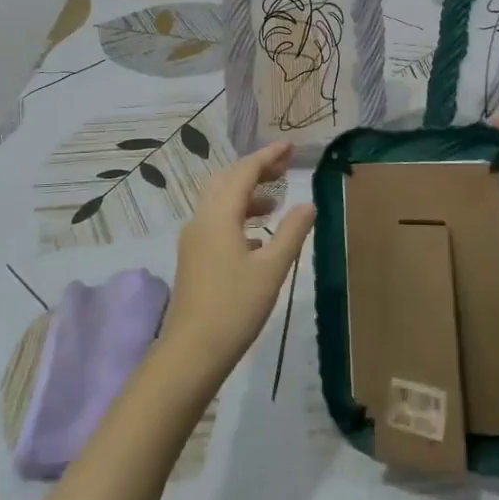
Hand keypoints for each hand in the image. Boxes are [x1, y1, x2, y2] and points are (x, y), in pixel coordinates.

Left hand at [161, 142, 315, 377]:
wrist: (191, 352)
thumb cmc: (235, 307)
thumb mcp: (272, 269)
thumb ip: (292, 233)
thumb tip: (307, 204)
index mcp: (219, 215)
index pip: (244, 172)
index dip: (268, 156)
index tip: (290, 147)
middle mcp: (202, 220)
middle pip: (227, 181)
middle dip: (255, 170)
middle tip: (284, 167)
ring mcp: (194, 239)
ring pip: (220, 202)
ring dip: (246, 195)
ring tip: (275, 202)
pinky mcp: (193, 258)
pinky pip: (216, 222)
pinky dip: (238, 217)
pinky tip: (258, 238)